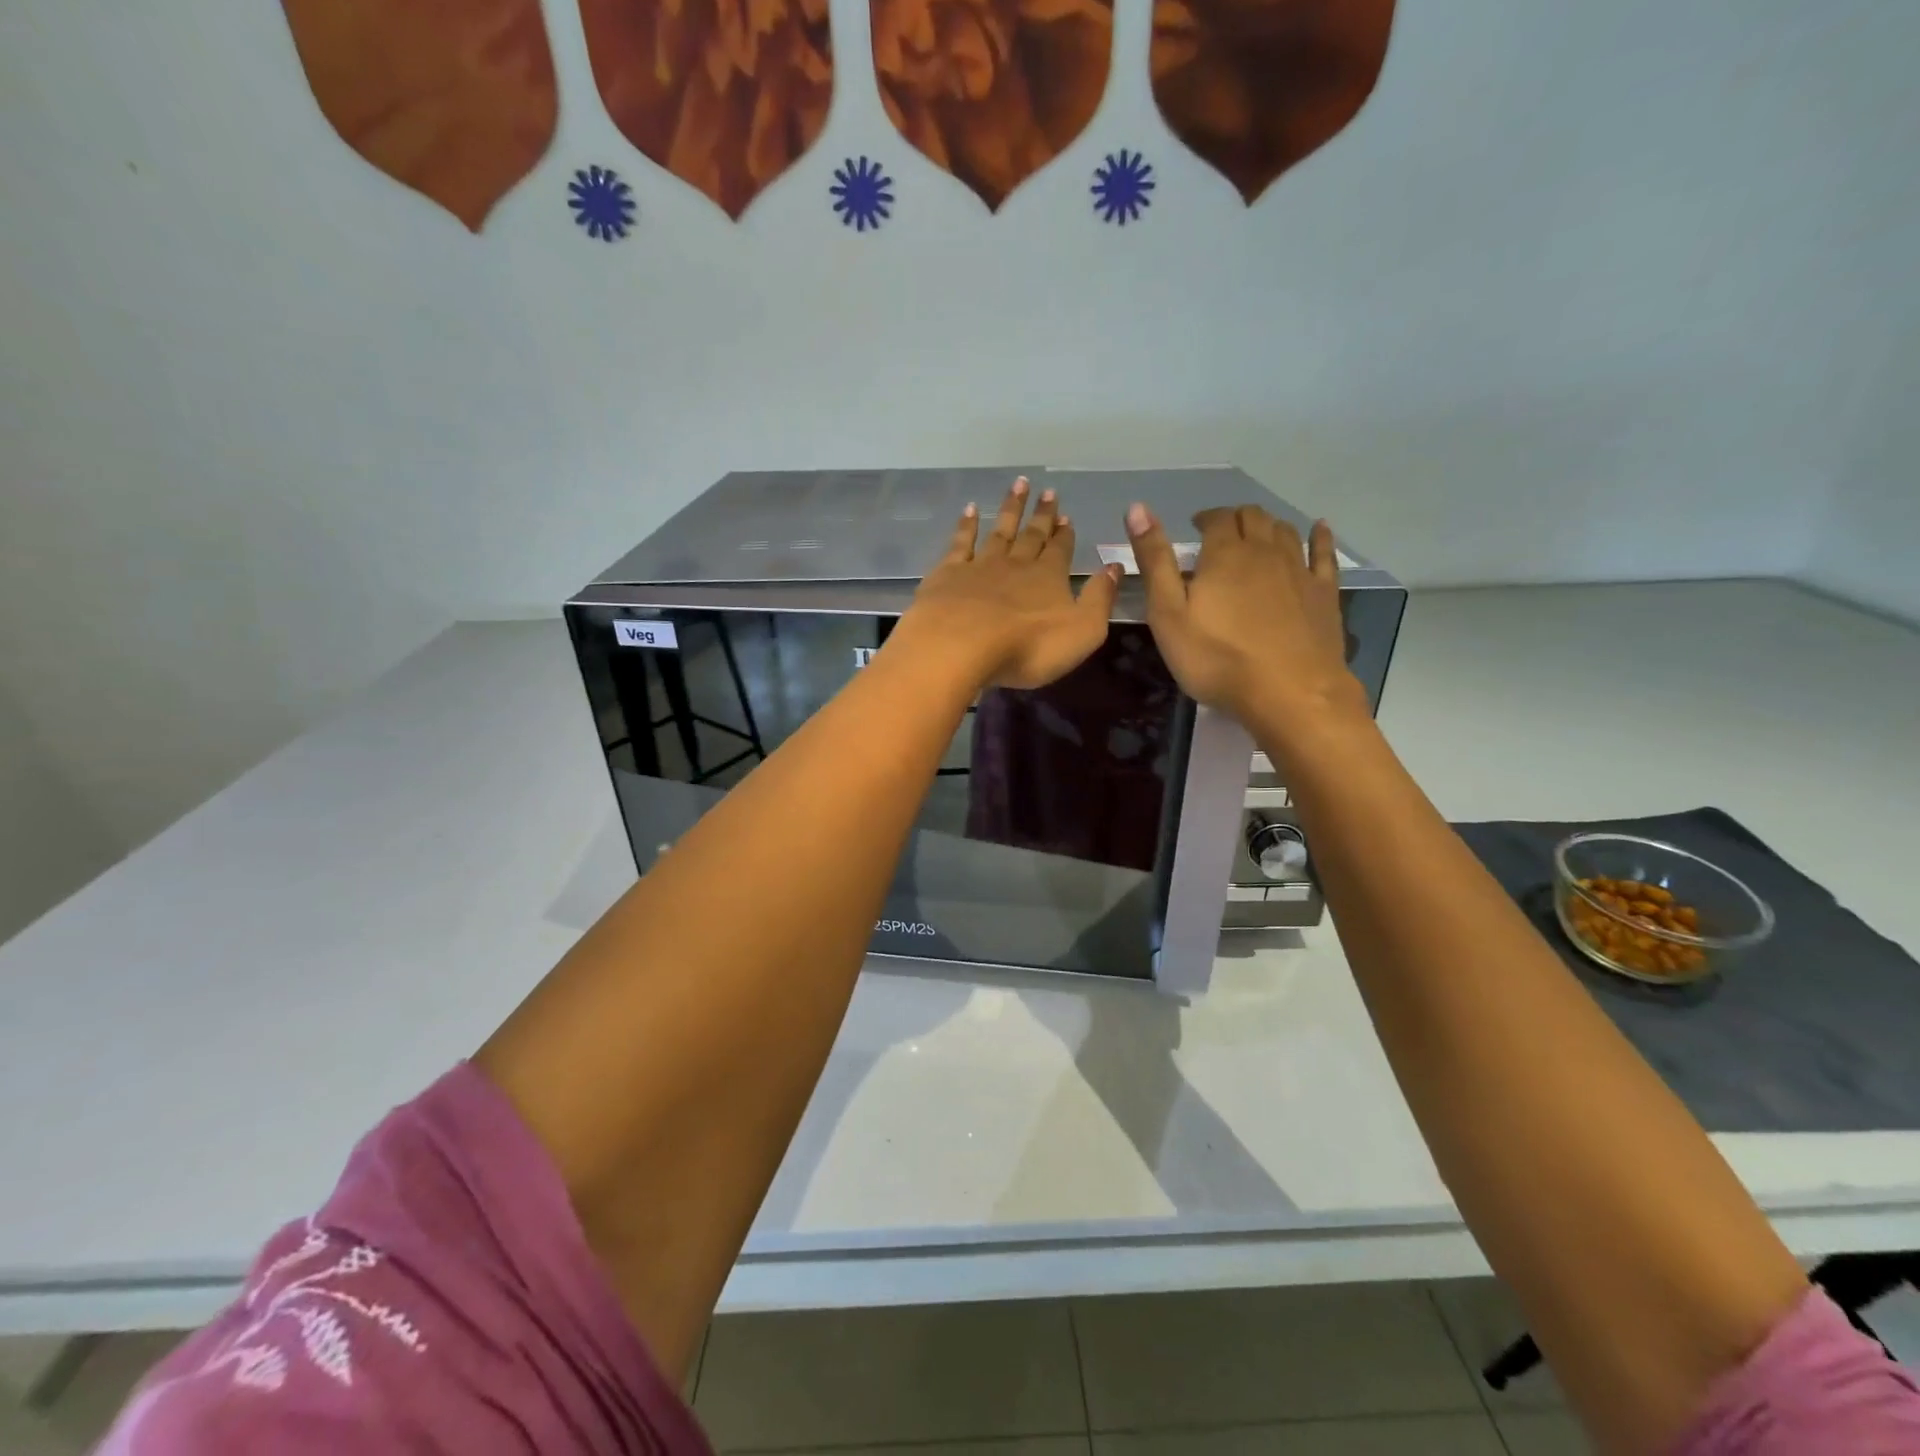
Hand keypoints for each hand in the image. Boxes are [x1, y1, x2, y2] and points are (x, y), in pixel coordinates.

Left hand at [897, 476, 1121, 689]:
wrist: (961, 646)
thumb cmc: (1028, 647)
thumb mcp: (1082, 630)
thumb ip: (1100, 599)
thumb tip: (1115, 568)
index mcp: (1049, 578)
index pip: (1061, 550)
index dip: (1064, 534)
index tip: (1066, 515)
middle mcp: (1017, 565)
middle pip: (1032, 535)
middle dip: (1042, 515)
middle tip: (1049, 492)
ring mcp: (980, 566)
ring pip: (1000, 531)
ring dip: (1011, 508)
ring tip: (1018, 484)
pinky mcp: (948, 574)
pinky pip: (961, 543)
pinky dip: (967, 525)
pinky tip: (970, 509)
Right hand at [1127, 502, 1366, 727]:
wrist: (1289, 692)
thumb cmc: (1217, 658)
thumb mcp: (1168, 614)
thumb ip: (1154, 561)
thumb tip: (1137, 507)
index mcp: (1224, 554)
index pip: (1217, 518)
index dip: (1205, 518)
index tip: (1195, 528)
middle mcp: (1264, 551)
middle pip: (1253, 518)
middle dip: (1235, 519)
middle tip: (1221, 534)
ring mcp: (1299, 570)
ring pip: (1285, 531)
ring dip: (1268, 526)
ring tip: (1256, 535)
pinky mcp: (1324, 593)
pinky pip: (1324, 554)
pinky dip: (1319, 536)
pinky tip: (1319, 529)